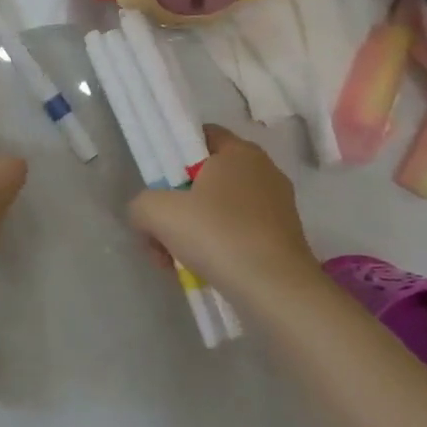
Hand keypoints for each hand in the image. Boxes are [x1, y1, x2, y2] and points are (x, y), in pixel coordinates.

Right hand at [127, 125, 320, 300]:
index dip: (174, 157)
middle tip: (162, 232)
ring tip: (178, 262)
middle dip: (180, 205)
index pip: (201, 136)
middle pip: (208, 178)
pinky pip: (240, 234)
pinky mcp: (285, 239)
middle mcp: (264, 171)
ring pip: (222, 210)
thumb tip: (147, 215)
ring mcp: (279, 206)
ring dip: (196, 231)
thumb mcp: (157, 212)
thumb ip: (142, 204)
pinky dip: (220, 249)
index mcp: (239, 151)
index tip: (159, 186)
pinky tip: (205, 272)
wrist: (275, 290)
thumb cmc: (217, 235)